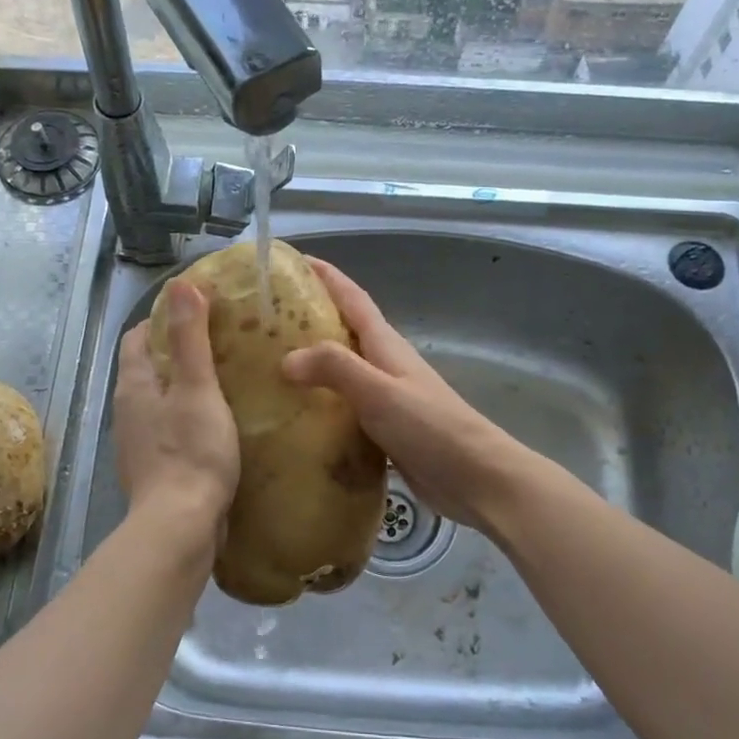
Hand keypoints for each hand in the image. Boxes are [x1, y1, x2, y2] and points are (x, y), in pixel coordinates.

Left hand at [115, 282, 240, 539]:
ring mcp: (139, 442)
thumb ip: (191, 338)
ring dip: (184, 386)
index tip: (200, 311)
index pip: (139, 337)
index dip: (164, 319)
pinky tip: (218, 423)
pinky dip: (189, 417)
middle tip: (221, 342)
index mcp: (134, 385)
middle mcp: (128, 410)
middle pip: (148, 368)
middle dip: (177, 351)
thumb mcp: (197, 388)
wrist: (180, 527)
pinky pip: (170, 429)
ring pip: (160, 400)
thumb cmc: (191, 451)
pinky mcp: (155, 468)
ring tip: (225, 379)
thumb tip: (182, 284)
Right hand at [282, 259, 530, 535]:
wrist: (475, 477)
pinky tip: (296, 418)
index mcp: (386, 345)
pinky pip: (345, 408)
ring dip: (312, 364)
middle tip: (264, 321)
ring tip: (270, 368)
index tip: (293, 261)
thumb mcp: (379, 391)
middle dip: (309, 319)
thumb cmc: (429, 426)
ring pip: (342, 371)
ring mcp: (386, 398)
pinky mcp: (385, 429)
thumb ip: (335, 369)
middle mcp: (385, 364)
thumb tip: (286, 359)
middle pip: (343, 331)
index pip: (352, 298)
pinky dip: (321, 405)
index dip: (326, 276)